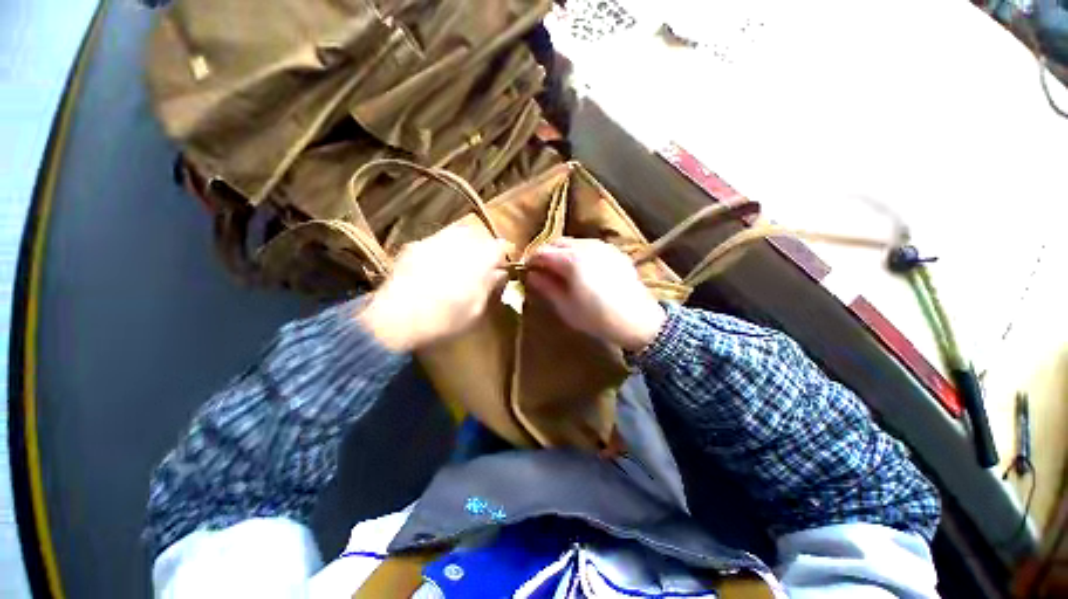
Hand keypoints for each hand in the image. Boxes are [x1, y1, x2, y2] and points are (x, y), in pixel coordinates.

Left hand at [359, 224, 509, 350]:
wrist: (397, 318)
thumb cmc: (445, 319)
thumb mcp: (476, 309)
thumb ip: (491, 287)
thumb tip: (500, 273)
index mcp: (480, 259)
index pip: (501, 246)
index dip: (505, 254)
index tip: (504, 265)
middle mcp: (459, 243)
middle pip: (479, 235)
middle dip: (484, 246)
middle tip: (484, 263)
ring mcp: (434, 241)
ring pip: (457, 233)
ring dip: (465, 244)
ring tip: (461, 262)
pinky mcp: (414, 246)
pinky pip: (436, 240)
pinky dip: (444, 248)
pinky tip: (438, 265)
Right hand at [526, 238, 665, 351]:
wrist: (638, 320)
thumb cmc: (597, 317)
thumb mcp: (565, 306)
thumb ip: (546, 287)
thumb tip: (531, 275)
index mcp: (571, 259)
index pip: (542, 252)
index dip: (531, 261)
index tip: (526, 272)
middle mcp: (586, 246)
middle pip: (557, 242)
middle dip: (546, 254)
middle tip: (542, 271)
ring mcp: (602, 246)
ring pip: (574, 242)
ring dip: (562, 252)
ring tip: (561, 271)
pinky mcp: (614, 252)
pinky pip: (590, 247)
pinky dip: (579, 253)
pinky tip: (582, 270)